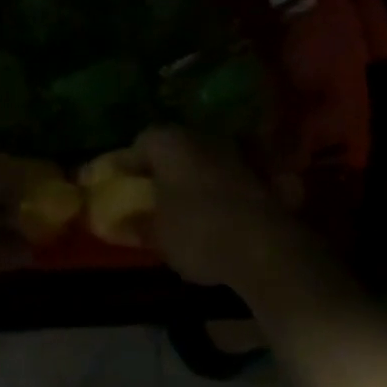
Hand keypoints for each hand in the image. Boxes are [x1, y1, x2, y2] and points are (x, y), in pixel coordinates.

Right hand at [132, 126, 337, 300]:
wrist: (267, 248)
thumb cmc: (198, 233)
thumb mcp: (158, 236)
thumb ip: (137, 225)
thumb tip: (119, 222)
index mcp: (170, 142)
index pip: (140, 143)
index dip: (127, 164)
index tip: (120, 183)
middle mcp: (203, 137)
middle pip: (176, 148)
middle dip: (164, 169)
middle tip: (154, 195)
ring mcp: (237, 152)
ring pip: (207, 161)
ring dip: (197, 178)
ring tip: (188, 208)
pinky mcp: (264, 174)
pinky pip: (235, 178)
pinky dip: (226, 191)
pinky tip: (222, 215)